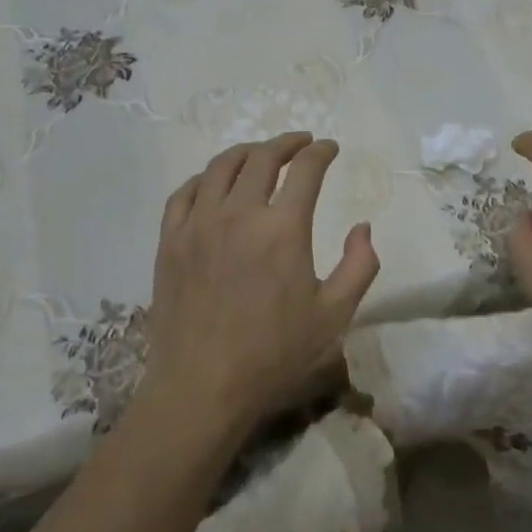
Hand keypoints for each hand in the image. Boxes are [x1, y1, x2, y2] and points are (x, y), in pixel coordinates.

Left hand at [138, 133, 380, 440]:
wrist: (202, 387)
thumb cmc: (274, 354)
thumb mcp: (335, 315)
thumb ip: (360, 266)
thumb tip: (362, 227)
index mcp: (283, 228)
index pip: (305, 170)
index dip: (321, 152)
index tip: (330, 148)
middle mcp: (238, 214)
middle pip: (262, 158)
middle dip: (286, 143)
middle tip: (301, 143)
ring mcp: (198, 224)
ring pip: (220, 167)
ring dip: (246, 152)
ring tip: (260, 154)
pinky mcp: (170, 241)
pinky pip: (184, 193)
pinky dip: (204, 178)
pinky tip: (213, 183)